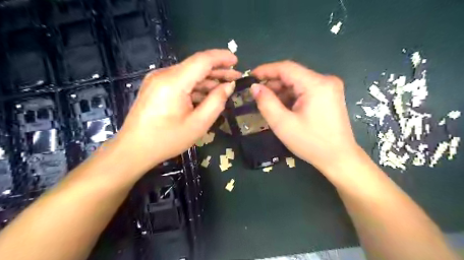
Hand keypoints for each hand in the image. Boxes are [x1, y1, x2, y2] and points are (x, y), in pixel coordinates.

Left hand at [114, 50, 240, 173]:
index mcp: (174, 82)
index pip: (202, 60)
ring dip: (207, 80)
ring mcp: (157, 80)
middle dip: (218, 70)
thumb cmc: (167, 139)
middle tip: (236, 77)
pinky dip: (196, 87)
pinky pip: (180, 82)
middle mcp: (164, 75)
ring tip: (225, 87)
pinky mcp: (156, 87)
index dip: (221, 57)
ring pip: (189, 74)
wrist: (134, 149)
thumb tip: (228, 86)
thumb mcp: (198, 124)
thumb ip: (216, 102)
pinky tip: (207, 95)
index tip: (237, 61)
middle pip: (196, 66)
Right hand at [250, 61, 357, 174]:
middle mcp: (325, 80)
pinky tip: (283, 107)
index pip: (286, 68)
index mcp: (316, 84)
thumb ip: (266, 103)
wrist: (339, 158)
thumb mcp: (283, 124)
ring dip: (281, 91)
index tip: (250, 76)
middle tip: (257, 95)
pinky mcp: (329, 96)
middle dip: (273, 84)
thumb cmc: (311, 143)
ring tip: (268, 103)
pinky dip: (291, 97)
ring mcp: (329, 88)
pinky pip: (305, 90)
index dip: (266, 70)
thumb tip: (255, 87)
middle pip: (293, 75)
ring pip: (298, 83)